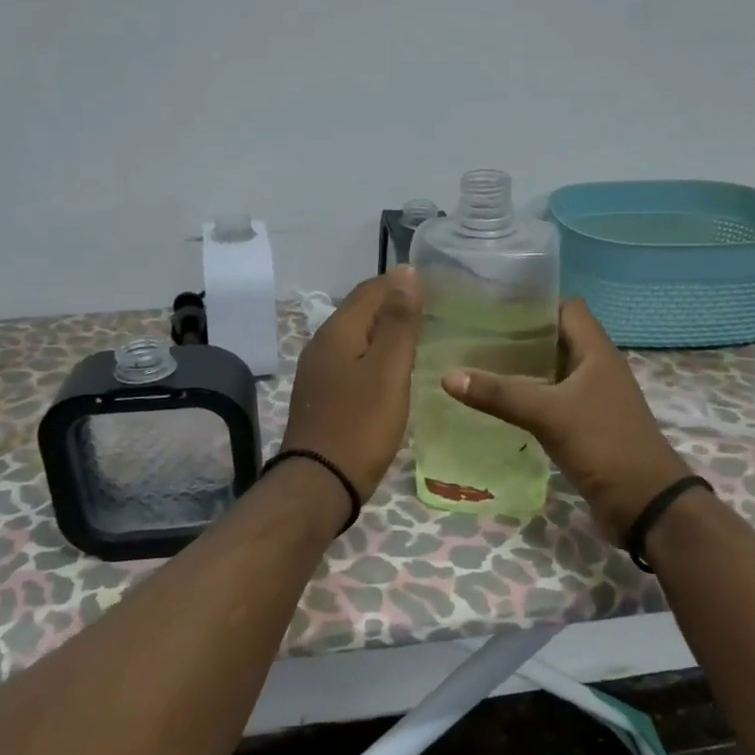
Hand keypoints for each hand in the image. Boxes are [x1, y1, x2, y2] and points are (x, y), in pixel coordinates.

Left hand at [280, 266, 423, 502]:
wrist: (320, 483)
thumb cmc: (360, 425)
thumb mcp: (389, 370)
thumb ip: (399, 321)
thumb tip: (406, 270)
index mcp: (338, 331)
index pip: (371, 289)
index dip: (401, 283)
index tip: (436, 289)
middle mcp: (322, 344)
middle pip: (361, 311)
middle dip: (394, 307)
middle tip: (434, 314)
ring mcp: (318, 372)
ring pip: (356, 338)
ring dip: (384, 334)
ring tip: (419, 341)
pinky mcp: (321, 396)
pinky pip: (351, 362)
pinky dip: (373, 358)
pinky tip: (391, 374)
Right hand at [441, 298, 690, 541]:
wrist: (646, 504)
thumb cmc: (605, 444)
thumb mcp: (549, 414)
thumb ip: (500, 394)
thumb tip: (448, 375)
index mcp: (596, 352)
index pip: (566, 307)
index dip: (534, 301)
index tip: (492, 303)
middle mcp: (595, 368)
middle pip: (554, 338)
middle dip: (517, 334)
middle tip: (472, 332)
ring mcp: (591, 398)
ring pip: (550, 371)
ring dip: (520, 367)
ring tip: (475, 363)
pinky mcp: (583, 425)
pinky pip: (550, 400)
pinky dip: (525, 397)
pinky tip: (495, 403)